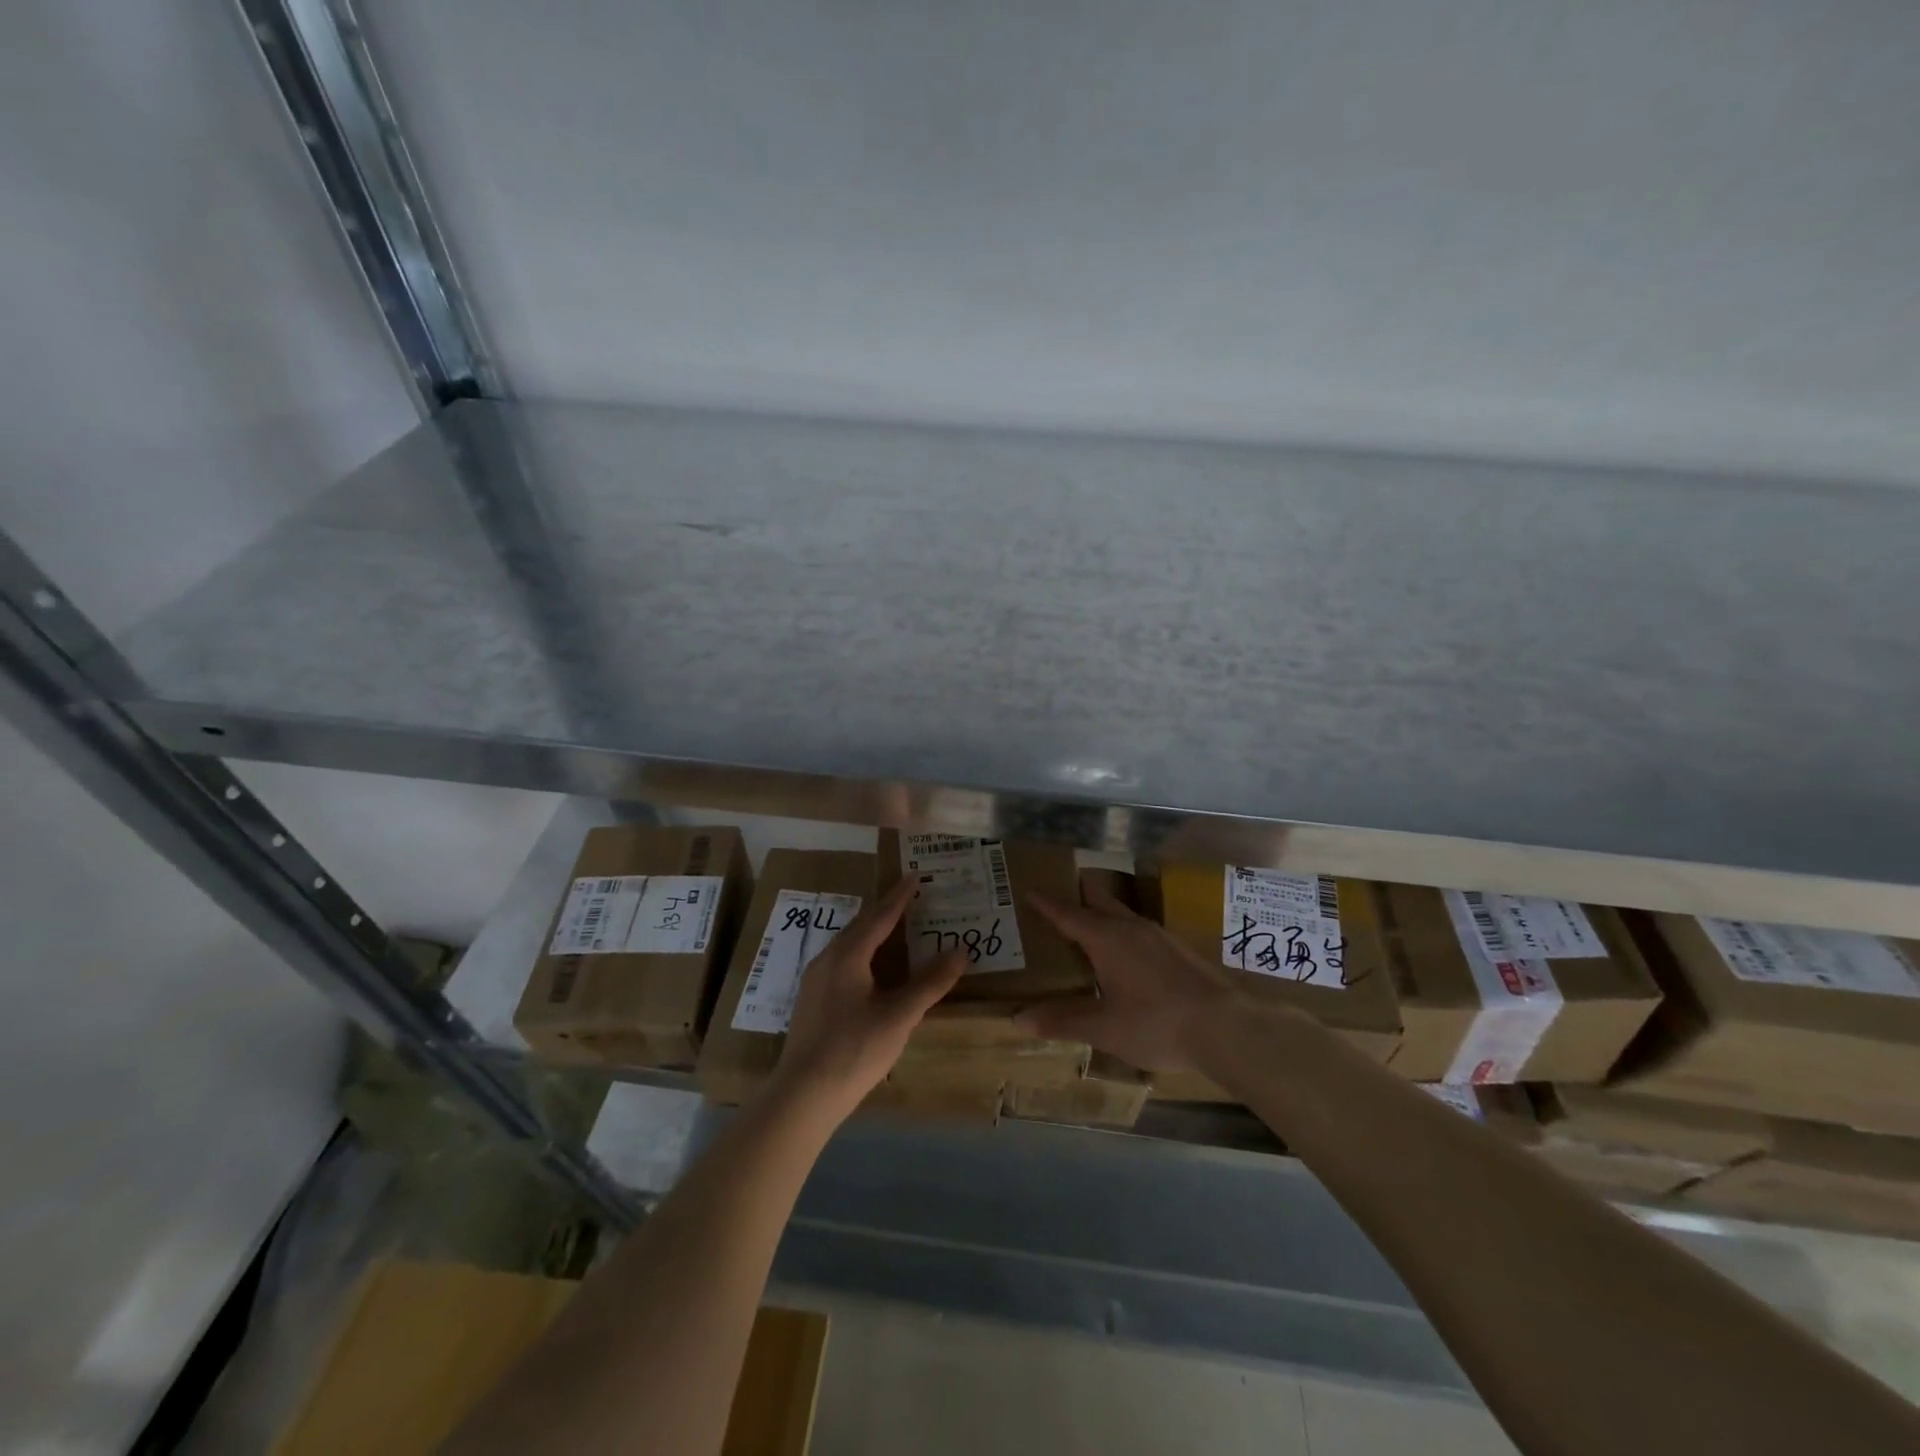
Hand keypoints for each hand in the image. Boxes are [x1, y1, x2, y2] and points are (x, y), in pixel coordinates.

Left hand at [767, 874, 966, 1122]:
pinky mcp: (812, 1000)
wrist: (803, 1094)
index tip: (914, 876)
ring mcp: (816, 979)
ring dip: (873, 932)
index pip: (880, 916)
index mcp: (848, 955)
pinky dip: (863, 953)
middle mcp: (828, 958)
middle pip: (861, 925)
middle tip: (909, 898)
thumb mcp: (900, 1016)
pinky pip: (842, 961)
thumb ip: (930, 983)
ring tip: (895, 928)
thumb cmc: (854, 1049)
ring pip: (848, 944)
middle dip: (886, 910)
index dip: (900, 897)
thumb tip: (961, 951)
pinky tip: (873, 969)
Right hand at [1018, 881, 1242, 1071]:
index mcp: (1107, 938)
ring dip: (1101, 914)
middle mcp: (1131, 927)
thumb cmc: (1156, 1024)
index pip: (1067, 913)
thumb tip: (1017, 1019)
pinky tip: (1125, 956)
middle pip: (1098, 900)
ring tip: (1087, 928)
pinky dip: (1122, 932)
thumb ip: (1061, 1021)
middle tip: (1056, 898)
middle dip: (1077, 895)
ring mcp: (1159, 936)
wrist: (1226, 1028)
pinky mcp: (1178, 949)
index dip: (1046, 903)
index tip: (1028, 890)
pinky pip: (1139, 930)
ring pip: (1122, 914)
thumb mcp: (1104, 1028)